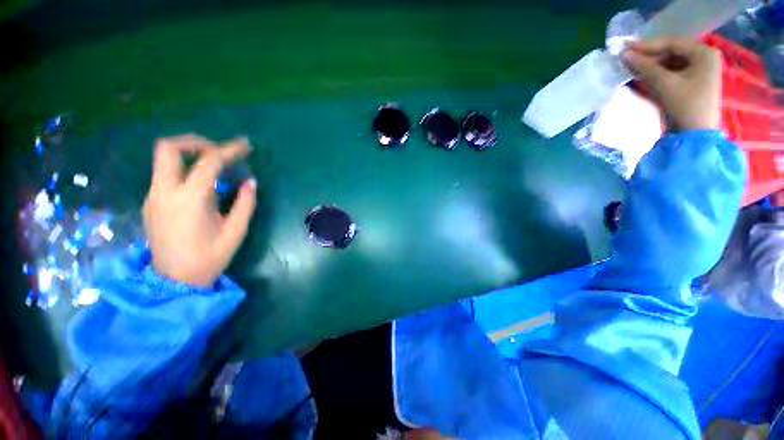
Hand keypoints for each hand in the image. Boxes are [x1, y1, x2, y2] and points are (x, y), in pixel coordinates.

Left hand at [143, 134, 256, 286]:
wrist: (174, 281)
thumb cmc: (210, 257)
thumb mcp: (236, 231)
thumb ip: (245, 203)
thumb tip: (250, 182)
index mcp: (190, 199)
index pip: (208, 161)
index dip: (229, 149)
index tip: (245, 146)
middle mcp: (165, 192)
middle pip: (168, 148)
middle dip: (195, 142)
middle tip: (217, 150)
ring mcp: (153, 197)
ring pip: (163, 160)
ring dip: (188, 155)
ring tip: (213, 166)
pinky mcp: (151, 204)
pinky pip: (165, 176)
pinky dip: (183, 171)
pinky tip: (200, 187)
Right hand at [621, 38, 721, 130]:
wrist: (695, 135)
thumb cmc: (685, 105)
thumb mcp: (664, 84)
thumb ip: (644, 67)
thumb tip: (623, 55)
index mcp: (704, 53)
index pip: (672, 43)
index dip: (647, 46)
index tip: (626, 49)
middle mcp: (705, 58)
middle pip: (673, 52)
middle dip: (650, 56)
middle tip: (628, 59)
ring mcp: (701, 71)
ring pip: (672, 62)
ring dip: (652, 65)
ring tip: (633, 68)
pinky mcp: (695, 82)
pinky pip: (674, 72)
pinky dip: (659, 74)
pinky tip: (645, 76)